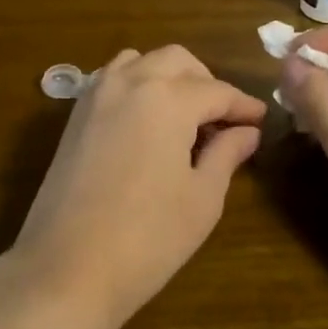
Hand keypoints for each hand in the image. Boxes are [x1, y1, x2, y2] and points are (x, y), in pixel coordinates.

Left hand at [13, 46, 266, 328]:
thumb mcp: (202, 199)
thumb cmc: (147, 238)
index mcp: (167, 98)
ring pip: (140, 61)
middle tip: (224, 118)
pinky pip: (112, 79)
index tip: (261, 120)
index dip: (243, 106)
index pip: (216, 91)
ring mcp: (96, 95)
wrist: (66, 267)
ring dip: (168, 76)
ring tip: (185, 116)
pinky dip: (136, 84)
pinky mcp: (75, 115)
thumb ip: (226, 154)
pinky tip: (148, 121)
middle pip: (177, 61)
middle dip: (206, 81)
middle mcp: (130, 82)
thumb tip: (246, 132)